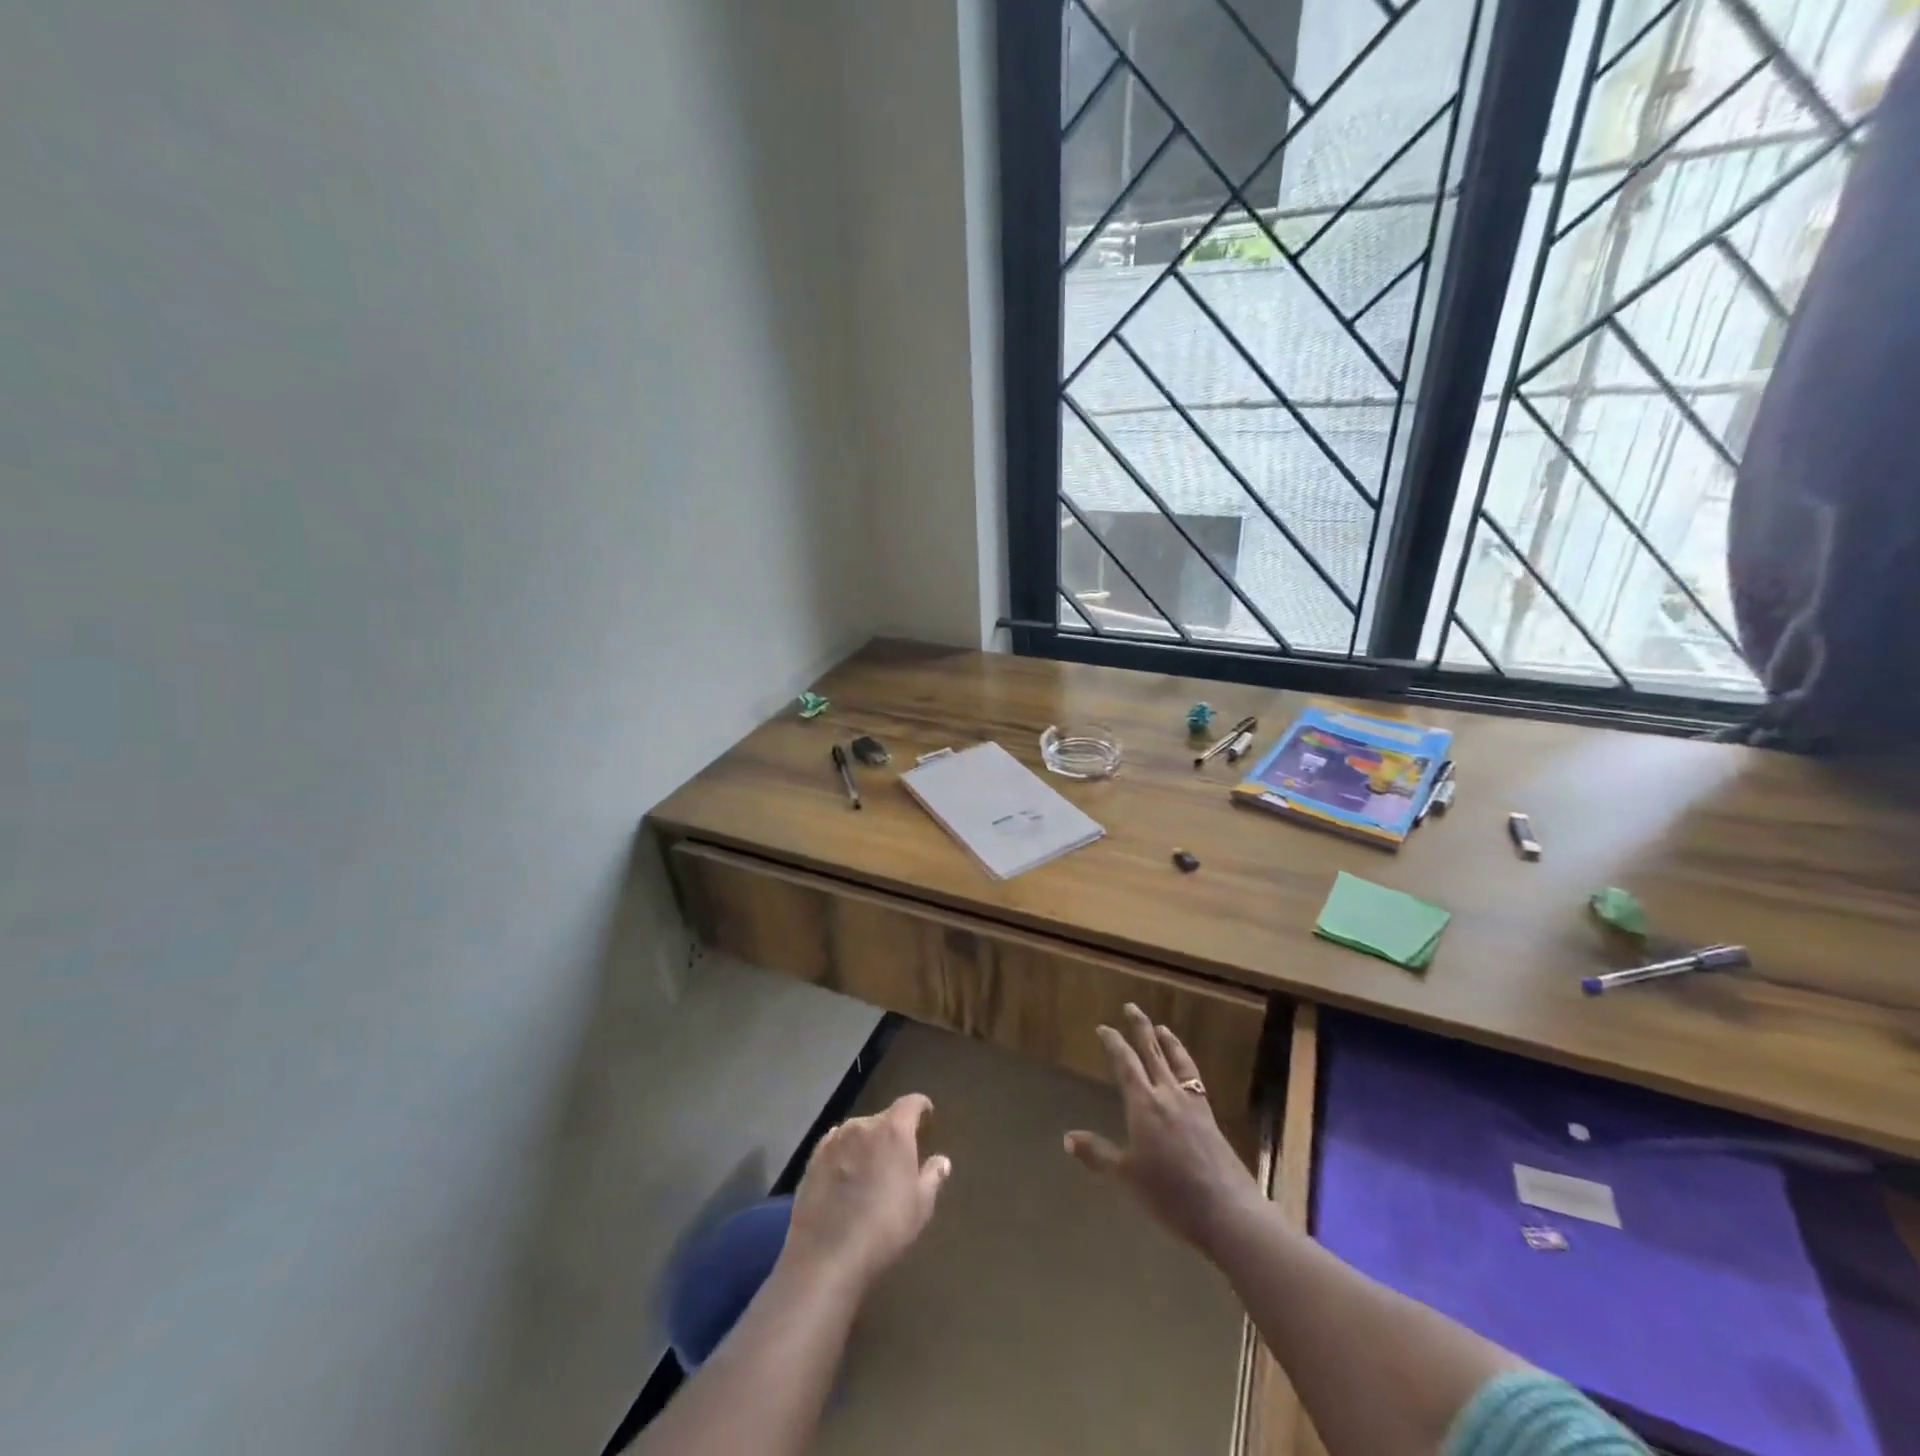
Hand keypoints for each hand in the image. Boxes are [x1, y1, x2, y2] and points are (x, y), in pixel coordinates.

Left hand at [781, 1093, 950, 1292]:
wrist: (826, 1257)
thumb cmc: (884, 1229)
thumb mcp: (920, 1207)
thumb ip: (933, 1177)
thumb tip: (942, 1160)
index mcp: (893, 1130)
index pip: (911, 1103)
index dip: (921, 1107)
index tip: (928, 1117)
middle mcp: (862, 1125)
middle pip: (883, 1119)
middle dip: (893, 1132)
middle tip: (899, 1158)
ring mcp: (834, 1140)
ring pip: (858, 1133)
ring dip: (867, 1144)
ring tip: (871, 1170)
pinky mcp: (812, 1160)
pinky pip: (836, 1147)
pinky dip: (845, 1155)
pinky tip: (845, 1178)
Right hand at [1065, 1004, 1257, 1257]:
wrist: (1226, 1210)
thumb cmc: (1169, 1194)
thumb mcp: (1126, 1176)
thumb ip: (1098, 1154)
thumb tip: (1068, 1138)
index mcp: (1144, 1103)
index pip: (1124, 1063)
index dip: (1113, 1043)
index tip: (1103, 1027)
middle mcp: (1168, 1095)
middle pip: (1152, 1052)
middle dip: (1140, 1028)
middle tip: (1131, 1007)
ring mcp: (1193, 1105)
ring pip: (1178, 1062)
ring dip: (1168, 1042)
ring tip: (1162, 1028)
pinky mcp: (1210, 1118)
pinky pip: (1195, 1080)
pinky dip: (1187, 1067)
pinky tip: (1187, 1072)